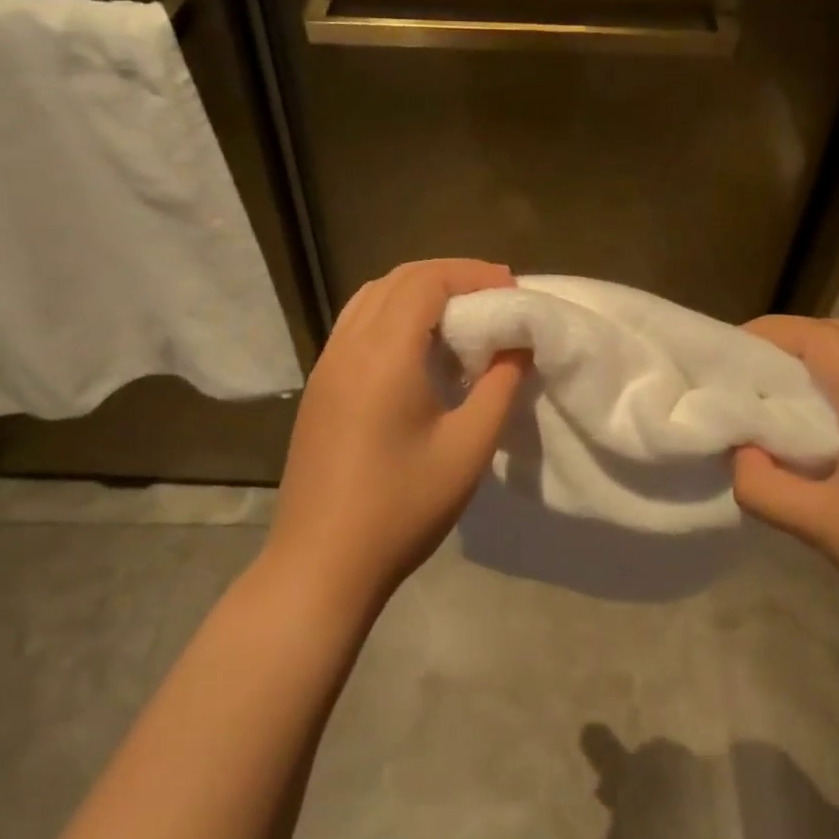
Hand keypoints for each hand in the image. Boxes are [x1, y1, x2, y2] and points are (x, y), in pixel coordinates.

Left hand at [268, 259, 526, 608]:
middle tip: (493, 298)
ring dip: (418, 293)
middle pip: (397, 281)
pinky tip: (419, 351)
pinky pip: (357, 327)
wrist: (321, 564)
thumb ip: (500, 385)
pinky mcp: (319, 389)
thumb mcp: (468, 447)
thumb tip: (518, 342)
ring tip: (461, 317)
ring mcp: (326, 366)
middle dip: (449, 276)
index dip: (473, 274)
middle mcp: (348, 346)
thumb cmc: (402, 507)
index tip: (512, 290)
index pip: (426, 281)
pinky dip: (393, 316)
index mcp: (383, 354)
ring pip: (371, 299)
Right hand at [732, 316, 838, 662]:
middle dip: (793, 341)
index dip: (768, 332)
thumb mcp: (822, 527)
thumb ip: (762, 484)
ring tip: (785, 395)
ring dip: (826, 360)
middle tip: (751, 371)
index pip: (818, 336)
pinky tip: (836, 427)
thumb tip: (741, 452)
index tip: (728, 350)